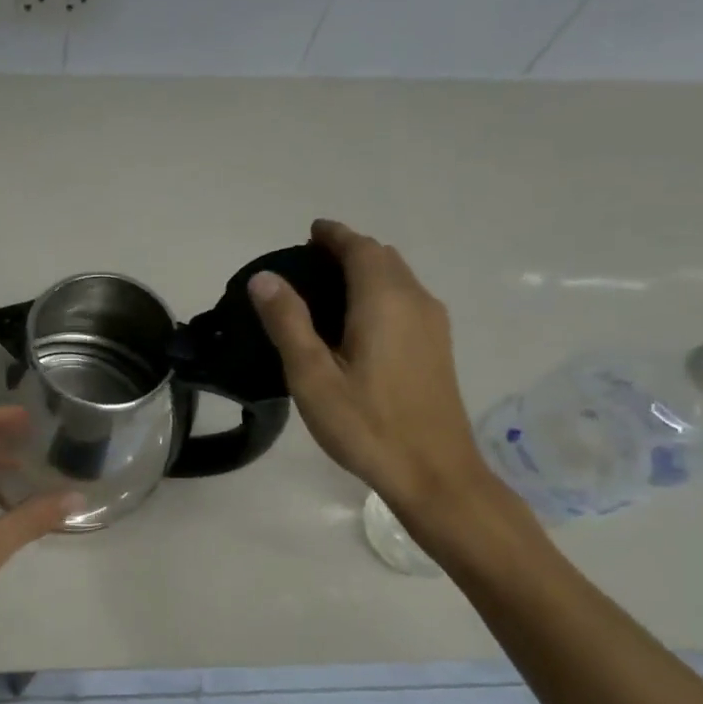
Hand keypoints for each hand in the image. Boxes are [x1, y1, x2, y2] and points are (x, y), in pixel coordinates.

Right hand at [249, 219, 494, 519]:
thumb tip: (265, 278)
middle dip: (348, 251)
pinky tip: (356, 323)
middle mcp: (415, 301)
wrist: (433, 471)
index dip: (333, 235)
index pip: (359, 249)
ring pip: (398, 279)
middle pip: (382, 258)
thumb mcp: (313, 376)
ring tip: (326, 289)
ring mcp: (433, 325)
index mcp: (384, 301)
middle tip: (309, 262)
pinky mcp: (437, 347)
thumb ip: (288, 322)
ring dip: (365, 271)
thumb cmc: (366, 424)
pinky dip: (379, 293)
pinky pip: (406, 300)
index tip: (309, 232)